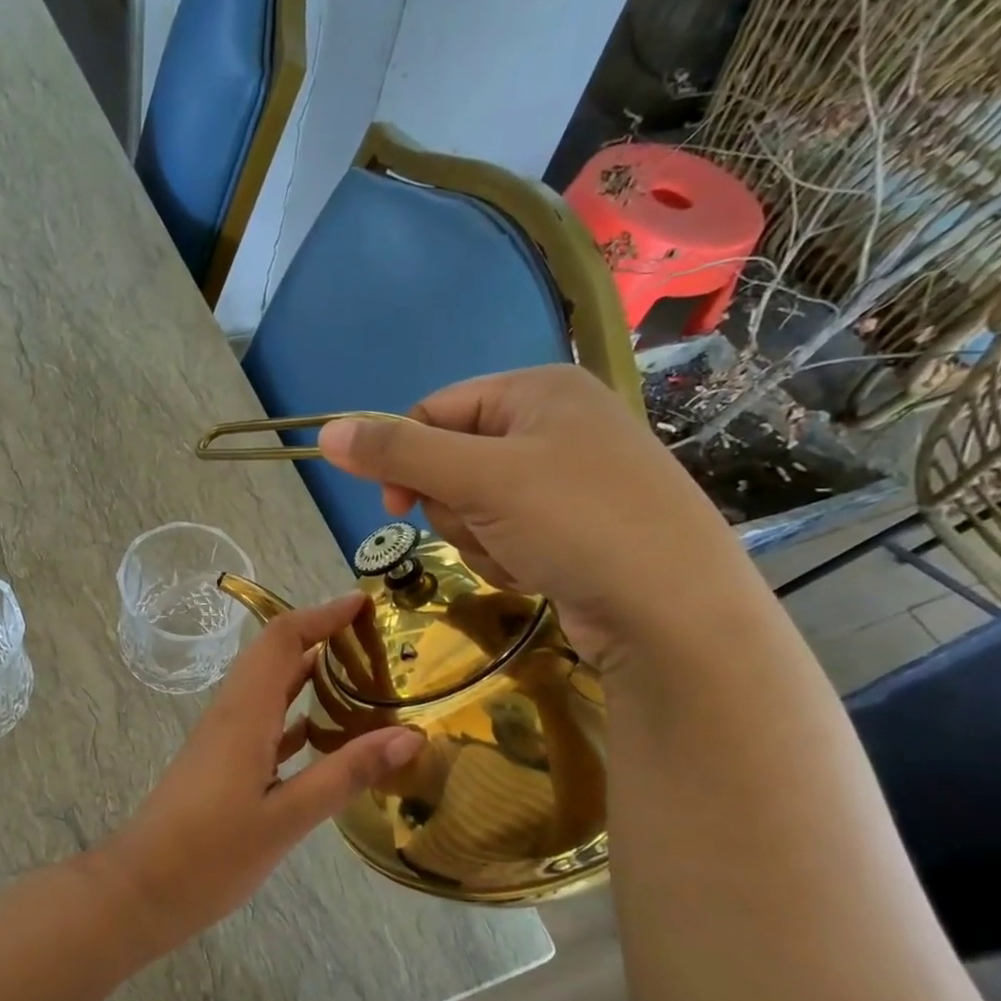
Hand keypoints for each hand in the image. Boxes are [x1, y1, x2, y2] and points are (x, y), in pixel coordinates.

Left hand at [97, 593, 423, 950]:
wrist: (142, 889)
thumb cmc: (210, 854)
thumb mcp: (287, 818)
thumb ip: (346, 774)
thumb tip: (410, 735)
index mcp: (244, 713)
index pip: (282, 639)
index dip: (322, 615)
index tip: (365, 603)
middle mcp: (232, 713)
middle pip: (276, 655)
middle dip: (322, 636)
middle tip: (377, 639)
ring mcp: (225, 738)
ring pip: (271, 687)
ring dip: (311, 673)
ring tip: (365, 676)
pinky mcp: (223, 762)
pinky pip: (266, 720)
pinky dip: (299, 713)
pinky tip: (329, 731)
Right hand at [317, 365, 761, 669]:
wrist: (675, 611)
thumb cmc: (577, 523)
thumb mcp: (479, 479)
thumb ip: (399, 454)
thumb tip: (326, 433)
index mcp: (538, 389)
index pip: (435, 410)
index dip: (405, 458)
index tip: (395, 506)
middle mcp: (555, 423)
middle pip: (452, 460)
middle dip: (455, 506)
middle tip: (485, 527)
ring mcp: (569, 477)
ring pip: (474, 504)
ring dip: (479, 537)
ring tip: (521, 554)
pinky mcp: (576, 525)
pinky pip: (506, 531)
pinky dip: (508, 556)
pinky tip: (538, 571)